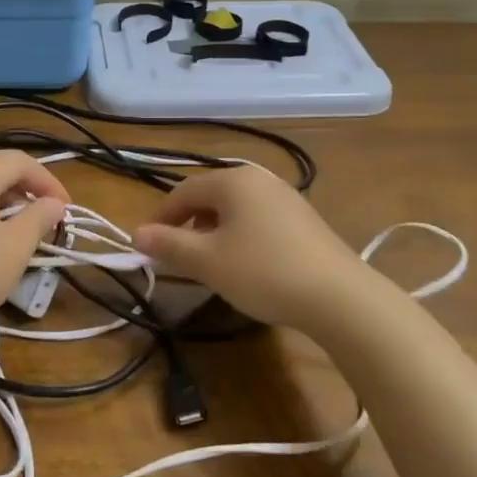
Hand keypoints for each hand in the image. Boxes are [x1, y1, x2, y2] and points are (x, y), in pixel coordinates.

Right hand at [134, 166, 372, 328]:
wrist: (339, 297)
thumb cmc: (263, 271)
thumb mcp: (208, 262)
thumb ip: (169, 245)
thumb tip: (137, 234)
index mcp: (233, 180)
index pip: (183, 191)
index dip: (161, 218)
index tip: (148, 246)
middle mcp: (259, 179)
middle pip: (210, 196)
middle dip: (188, 224)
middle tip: (177, 256)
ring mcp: (285, 197)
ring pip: (235, 209)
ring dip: (213, 232)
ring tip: (210, 263)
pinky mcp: (304, 219)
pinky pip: (258, 219)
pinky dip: (241, 236)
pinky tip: (245, 264)